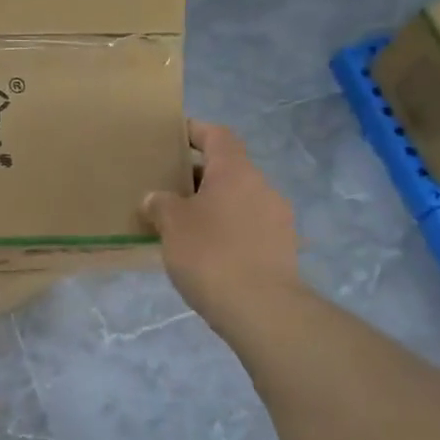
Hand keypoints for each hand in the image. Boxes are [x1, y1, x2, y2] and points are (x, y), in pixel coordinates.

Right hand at [144, 121, 303, 327]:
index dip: (195, 131)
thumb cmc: (211, 254)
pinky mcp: (283, 249)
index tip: (174, 136)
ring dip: (215, 205)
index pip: (217, 135)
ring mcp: (278, 218)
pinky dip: (229, 229)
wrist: (262, 309)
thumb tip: (156, 198)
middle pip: (229, 168)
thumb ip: (161, 204)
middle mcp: (262, 186)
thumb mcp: (172, 226)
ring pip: (240, 199)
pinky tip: (208, 252)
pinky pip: (249, 226)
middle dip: (199, 175)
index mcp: (236, 171)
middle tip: (169, 188)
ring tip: (185, 224)